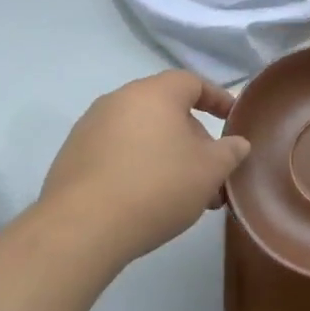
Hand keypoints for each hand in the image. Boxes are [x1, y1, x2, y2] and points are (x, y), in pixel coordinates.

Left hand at [38, 71, 251, 266]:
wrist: (81, 228)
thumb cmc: (157, 187)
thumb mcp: (209, 171)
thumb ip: (229, 152)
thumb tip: (237, 143)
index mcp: (154, 93)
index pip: (192, 82)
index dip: (217, 98)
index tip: (233, 119)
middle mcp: (118, 100)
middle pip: (165, 109)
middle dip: (193, 137)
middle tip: (210, 170)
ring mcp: (90, 127)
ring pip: (141, 134)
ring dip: (166, 155)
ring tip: (183, 193)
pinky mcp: (72, 156)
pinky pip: (116, 152)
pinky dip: (138, 166)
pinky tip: (147, 199)